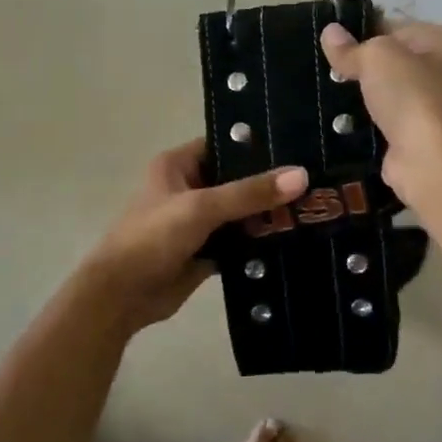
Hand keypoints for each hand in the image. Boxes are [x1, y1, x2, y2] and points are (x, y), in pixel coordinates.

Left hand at [84, 139, 308, 331]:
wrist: (122, 296)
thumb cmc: (153, 238)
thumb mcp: (201, 208)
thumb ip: (249, 193)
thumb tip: (301, 175)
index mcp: (178, 165)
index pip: (224, 145)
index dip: (257, 146)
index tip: (298, 146)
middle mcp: (188, 188)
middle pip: (237, 181)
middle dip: (270, 184)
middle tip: (318, 180)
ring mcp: (198, 222)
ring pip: (241, 213)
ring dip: (268, 215)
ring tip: (316, 207)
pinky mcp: (206, 252)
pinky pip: (240, 243)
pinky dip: (260, 244)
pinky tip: (296, 240)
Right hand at [320, 18, 441, 202]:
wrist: (430, 159)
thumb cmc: (411, 96)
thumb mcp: (375, 58)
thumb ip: (350, 46)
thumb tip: (329, 32)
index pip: (397, 27)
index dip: (364, 33)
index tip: (333, 45)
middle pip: (394, 59)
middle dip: (362, 66)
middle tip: (328, 71)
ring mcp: (438, 104)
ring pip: (389, 90)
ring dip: (364, 94)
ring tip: (329, 94)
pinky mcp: (422, 133)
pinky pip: (388, 117)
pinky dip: (369, 119)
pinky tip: (343, 119)